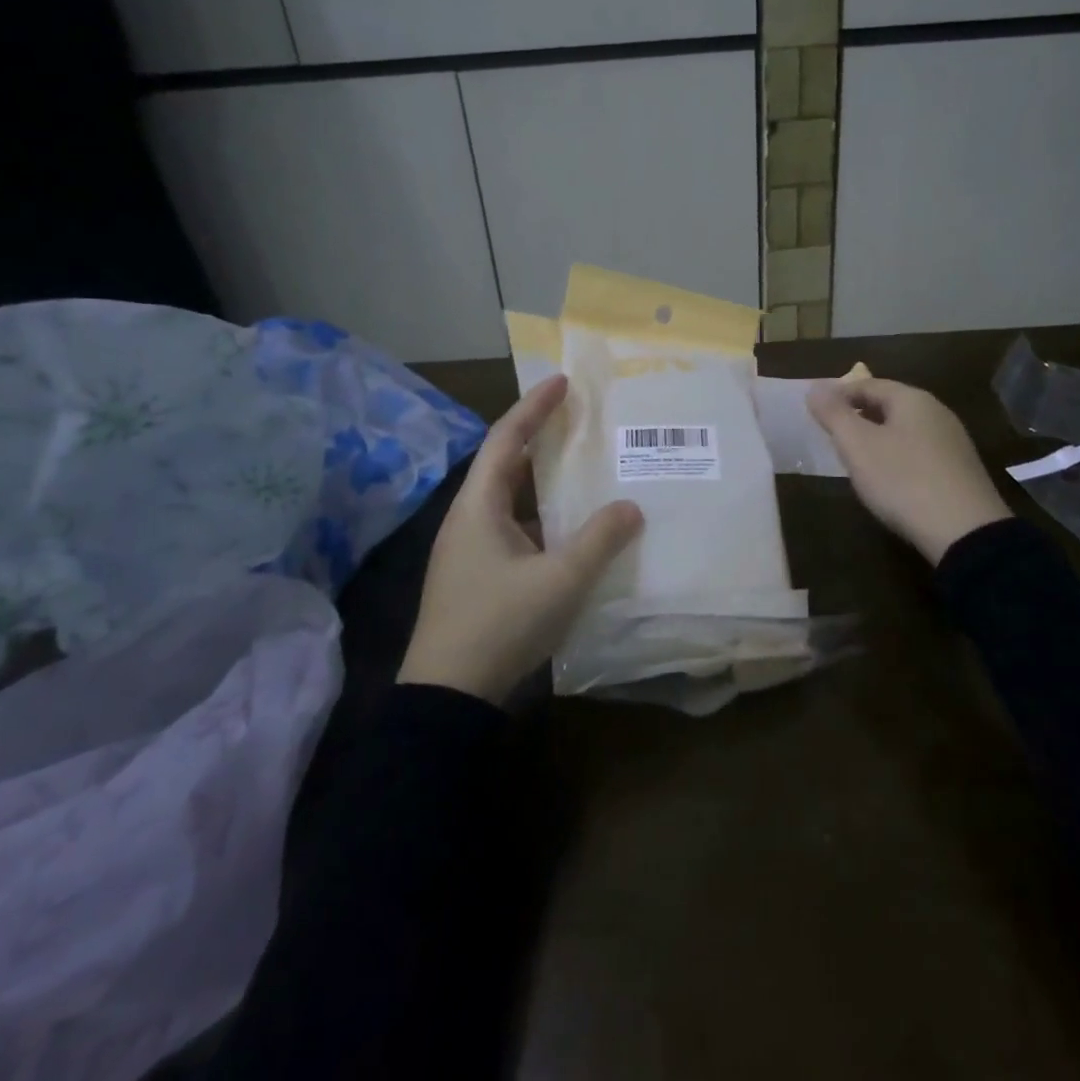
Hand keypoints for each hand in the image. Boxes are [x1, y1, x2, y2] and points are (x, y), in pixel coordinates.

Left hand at [399, 374, 643, 703]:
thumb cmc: (500, 624)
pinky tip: (569, 530)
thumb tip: (631, 507)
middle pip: (505, 464)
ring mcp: (469, 550)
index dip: (534, 407)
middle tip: (578, 421)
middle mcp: (468, 519)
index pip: (507, 438)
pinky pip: (512, 529)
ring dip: (541, 481)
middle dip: (540, 439)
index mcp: (478, 506)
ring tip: (581, 469)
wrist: (447, 697)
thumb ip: (600, 540)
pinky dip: (540, 517)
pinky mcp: (475, 576)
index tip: (563, 382)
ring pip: (509, 499)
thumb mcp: (560, 580)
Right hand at [807, 378, 1010, 565]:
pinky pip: (919, 453)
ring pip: (904, 430)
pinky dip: (896, 457)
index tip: (816, 412)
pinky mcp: (960, 472)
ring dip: (877, 437)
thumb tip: (815, 387)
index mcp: (912, 400)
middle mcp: (937, 413)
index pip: (867, 384)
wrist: (965, 532)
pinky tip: (887, 479)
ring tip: (854, 457)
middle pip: (889, 405)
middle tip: (831, 434)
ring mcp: (953, 443)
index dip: (838, 394)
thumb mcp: (857, 445)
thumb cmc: (902, 480)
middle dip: (858, 415)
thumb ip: (833, 414)